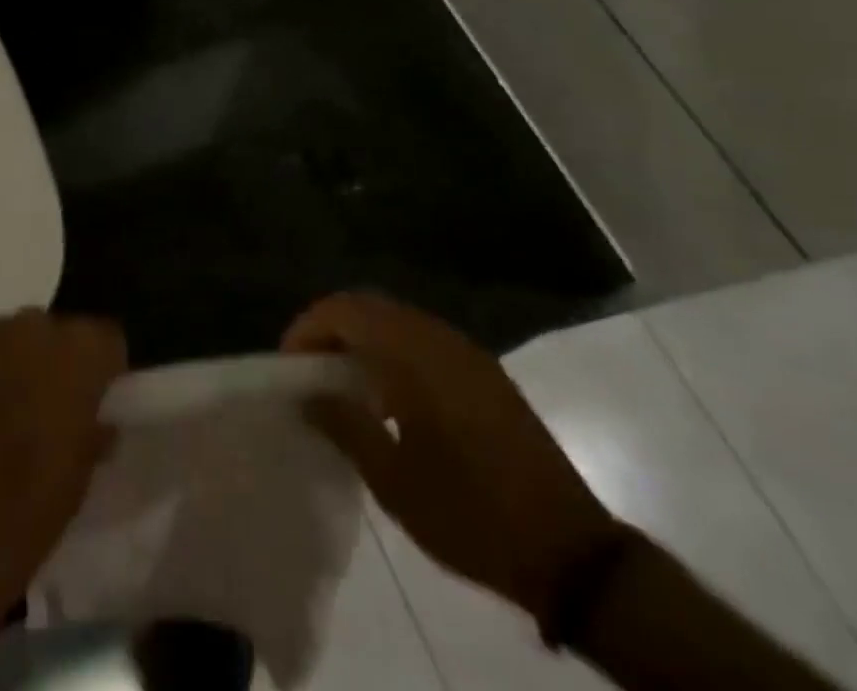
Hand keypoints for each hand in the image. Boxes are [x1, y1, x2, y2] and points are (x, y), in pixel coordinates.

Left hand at [0, 309, 126, 626]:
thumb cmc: (18, 524)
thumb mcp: (76, 485)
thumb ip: (92, 435)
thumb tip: (96, 421)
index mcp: (76, 358)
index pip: (106, 337)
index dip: (103, 369)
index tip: (95, 401)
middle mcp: (30, 331)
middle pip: (54, 331)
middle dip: (54, 363)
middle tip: (45, 411)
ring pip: (9, 336)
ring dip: (11, 364)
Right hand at [283, 293, 616, 622]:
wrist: (569, 549)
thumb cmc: (470, 515)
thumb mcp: (394, 481)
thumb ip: (345, 426)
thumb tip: (307, 394)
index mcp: (414, 354)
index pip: (346, 311)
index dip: (309, 328)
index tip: (288, 365)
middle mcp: (438, 337)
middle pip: (370, 306)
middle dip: (331, 328)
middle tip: (306, 369)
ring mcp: (465, 351)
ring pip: (397, 320)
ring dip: (362, 338)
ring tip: (339, 381)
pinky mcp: (482, 371)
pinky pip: (422, 339)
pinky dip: (391, 350)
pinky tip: (385, 394)